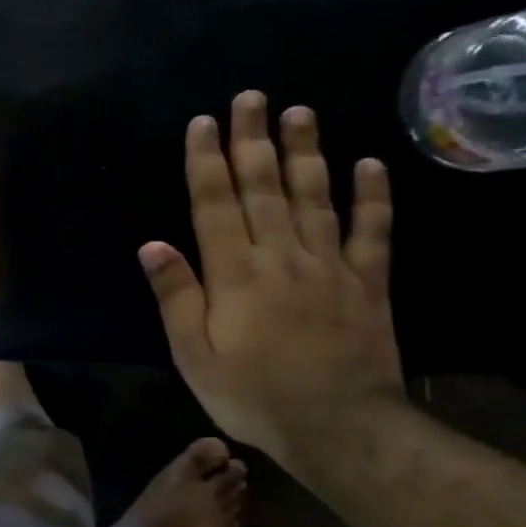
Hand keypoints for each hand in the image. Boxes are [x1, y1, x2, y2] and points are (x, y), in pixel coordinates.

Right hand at [140, 91, 402, 461]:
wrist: (340, 429)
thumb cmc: (252, 393)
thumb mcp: (194, 354)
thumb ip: (176, 296)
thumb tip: (152, 244)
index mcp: (234, 273)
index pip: (215, 204)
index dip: (207, 161)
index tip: (204, 122)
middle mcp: (281, 256)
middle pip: (264, 188)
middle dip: (253, 140)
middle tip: (252, 96)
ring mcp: (329, 266)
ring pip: (315, 197)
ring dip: (306, 153)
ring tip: (300, 112)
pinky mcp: (367, 283)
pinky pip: (372, 233)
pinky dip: (372, 198)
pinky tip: (370, 164)